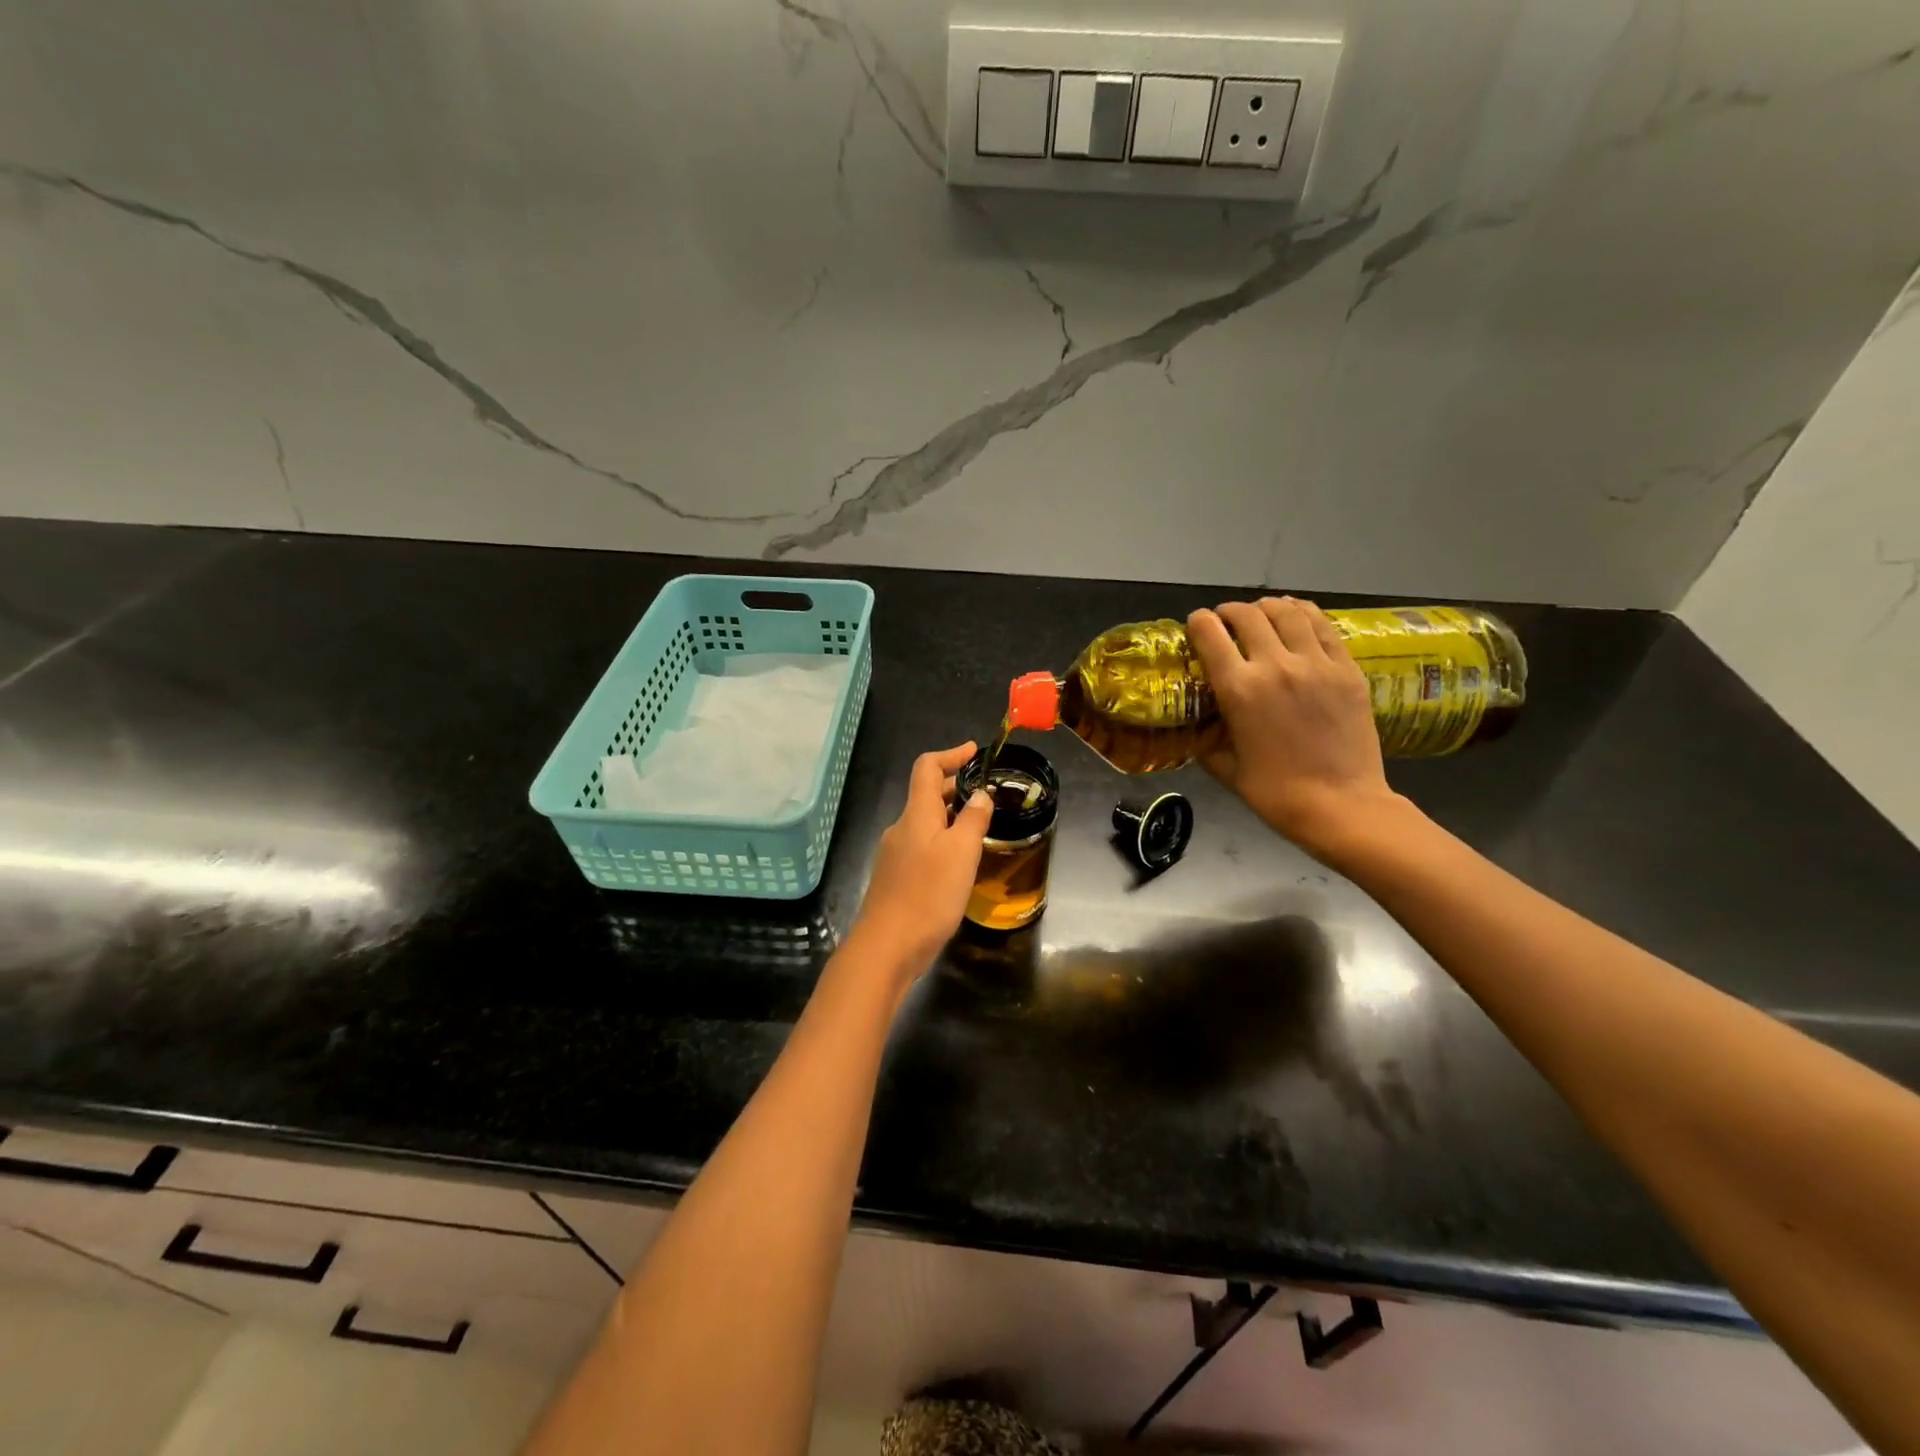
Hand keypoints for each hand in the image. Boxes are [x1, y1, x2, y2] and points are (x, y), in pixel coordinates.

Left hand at [852, 742, 993, 970]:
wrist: (886, 947)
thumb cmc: (928, 895)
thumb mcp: (961, 853)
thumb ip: (973, 820)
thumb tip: (980, 795)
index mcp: (916, 814)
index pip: (926, 768)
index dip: (950, 754)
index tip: (975, 752)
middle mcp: (901, 828)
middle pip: (925, 795)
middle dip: (955, 787)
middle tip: (986, 793)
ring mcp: (895, 855)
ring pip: (925, 823)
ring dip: (950, 816)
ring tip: (979, 826)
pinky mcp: (896, 879)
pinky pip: (922, 847)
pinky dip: (942, 841)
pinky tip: (960, 863)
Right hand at [1187, 597, 1403, 857]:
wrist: (1341, 806)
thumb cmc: (1275, 794)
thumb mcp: (1225, 768)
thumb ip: (1207, 739)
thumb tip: (1199, 724)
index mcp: (1239, 690)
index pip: (1209, 633)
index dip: (1197, 623)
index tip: (1196, 626)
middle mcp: (1275, 665)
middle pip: (1247, 614)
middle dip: (1229, 612)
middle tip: (1226, 621)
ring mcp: (1316, 664)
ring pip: (1287, 612)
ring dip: (1266, 608)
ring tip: (1261, 615)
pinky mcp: (1347, 668)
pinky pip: (1323, 626)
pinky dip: (1303, 614)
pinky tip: (1295, 617)